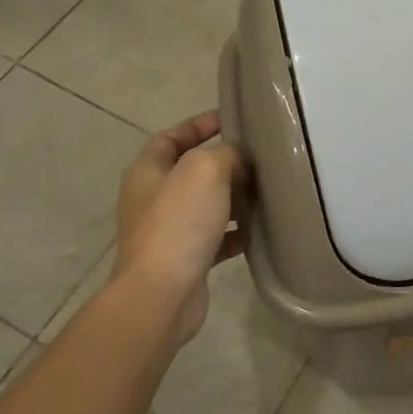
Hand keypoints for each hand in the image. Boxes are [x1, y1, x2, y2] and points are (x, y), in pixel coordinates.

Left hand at [112, 111, 244, 346]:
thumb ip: (225, 154)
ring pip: (205, 206)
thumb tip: (237, 160)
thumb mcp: (205, 170)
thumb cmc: (178, 223)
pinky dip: (235, 233)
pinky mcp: (184, 260)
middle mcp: (152, 199)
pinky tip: (260, 231)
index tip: (230, 119)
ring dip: (233, 199)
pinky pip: (214, 239)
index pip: (170, 137)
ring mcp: (167, 232)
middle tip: (257, 158)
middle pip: (190, 171)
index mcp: (147, 172)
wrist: (162, 294)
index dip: (198, 125)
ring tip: (265, 191)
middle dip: (222, 163)